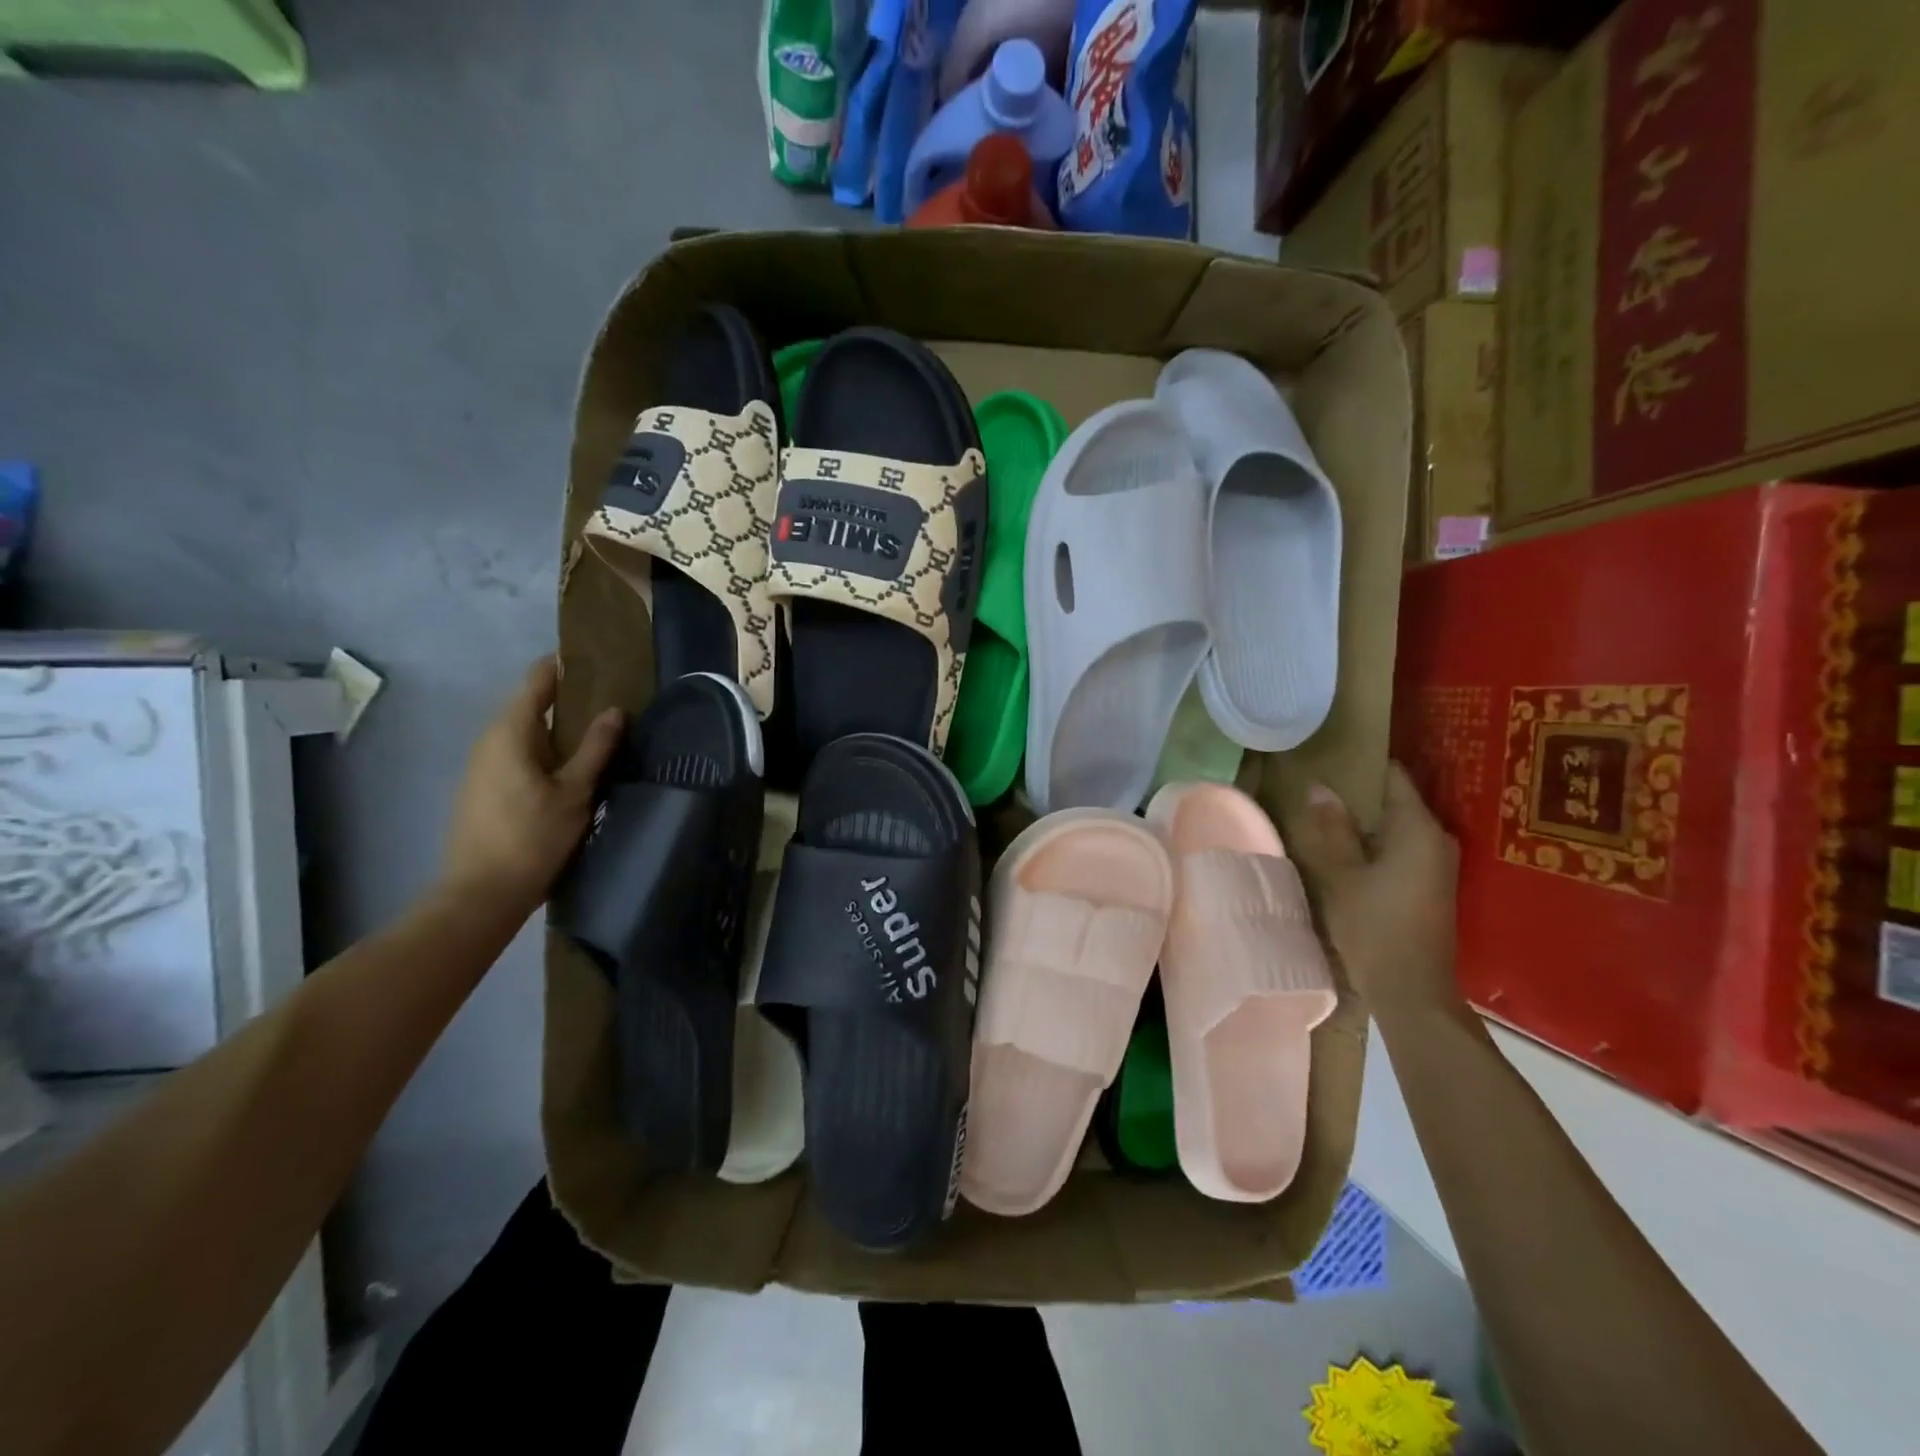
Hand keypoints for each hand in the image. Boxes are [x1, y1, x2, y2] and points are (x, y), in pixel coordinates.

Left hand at [440, 657, 622, 911]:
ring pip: (525, 733)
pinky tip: (571, 767)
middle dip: (568, 698)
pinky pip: (518, 754)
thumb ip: (596, 748)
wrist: (481, 894)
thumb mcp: (575, 792)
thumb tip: (615, 710)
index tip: (597, 659)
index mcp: (509, 733)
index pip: (537, 681)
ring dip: (558, 728)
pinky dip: (545, 750)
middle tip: (610, 698)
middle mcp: (489, 741)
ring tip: (598, 731)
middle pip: (530, 705)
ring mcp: (482, 767)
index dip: (564, 666)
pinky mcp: (484, 790)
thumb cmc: (531, 838)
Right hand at [1291, 762, 1462, 1016]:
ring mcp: (1440, 864)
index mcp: (1419, 829)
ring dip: (1368, 820)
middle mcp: (1439, 839)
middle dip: (1362, 792)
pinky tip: (1350, 847)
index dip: (1363, 764)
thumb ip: (1332, 829)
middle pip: (1398, 801)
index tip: (1332, 756)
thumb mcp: (1341, 875)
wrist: (1412, 991)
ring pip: (1400, 826)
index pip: (1394, 777)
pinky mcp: (1433, 885)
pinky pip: (1404, 847)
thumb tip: (1321, 787)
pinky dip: (1379, 841)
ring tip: (1329, 812)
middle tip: (1321, 784)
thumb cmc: (1374, 927)